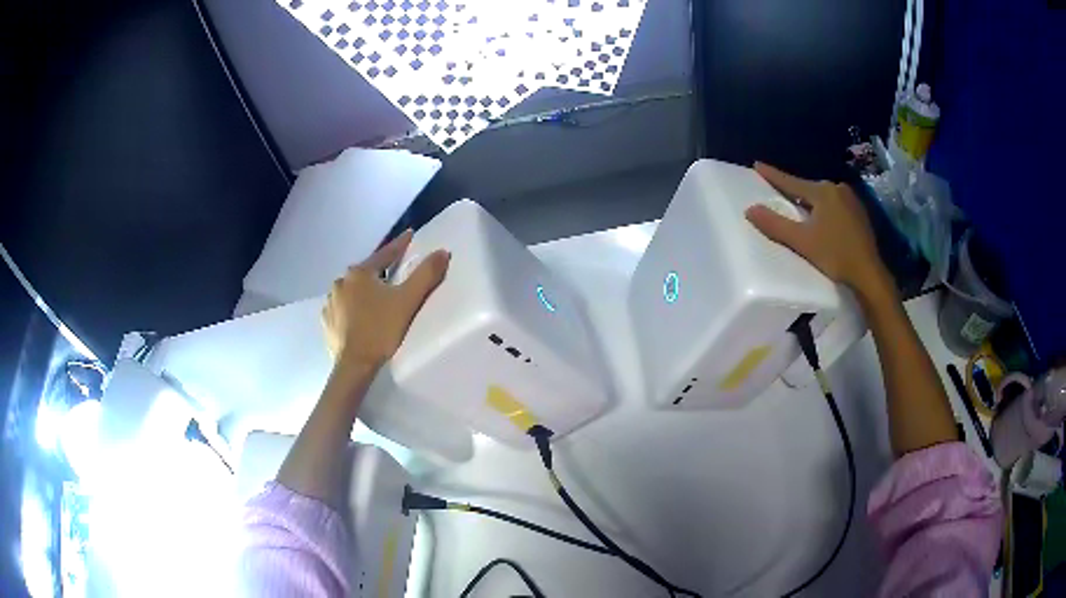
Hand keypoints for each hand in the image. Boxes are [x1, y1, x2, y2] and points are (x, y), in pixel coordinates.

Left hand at [322, 230, 449, 369]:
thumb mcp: (407, 301)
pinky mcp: (327, 321)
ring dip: (363, 290)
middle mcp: (341, 282)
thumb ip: (426, 274)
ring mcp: (330, 302)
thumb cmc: (381, 329)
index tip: (410, 235)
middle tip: (393, 274)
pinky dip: (351, 307)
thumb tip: (442, 252)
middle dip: (379, 271)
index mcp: (359, 273)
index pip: (385, 254)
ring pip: (352, 290)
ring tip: (375, 299)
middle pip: (366, 272)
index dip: (400, 245)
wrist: (354, 364)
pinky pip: (342, 307)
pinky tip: (358, 316)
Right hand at [745, 162, 888, 295]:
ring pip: (823, 197)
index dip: (772, 175)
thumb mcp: (802, 241)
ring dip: (811, 201)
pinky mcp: (859, 213)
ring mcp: (851, 199)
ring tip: (800, 208)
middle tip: (779, 192)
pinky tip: (822, 219)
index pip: (791, 182)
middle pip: (808, 189)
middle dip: (794, 191)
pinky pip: (835, 204)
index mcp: (822, 192)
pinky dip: (825, 209)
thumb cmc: (835, 255)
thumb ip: (775, 225)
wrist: (868, 273)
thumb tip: (750, 210)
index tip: (757, 165)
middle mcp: (837, 189)